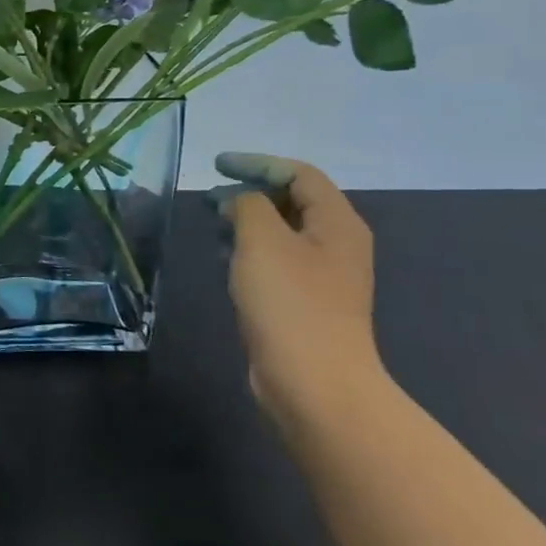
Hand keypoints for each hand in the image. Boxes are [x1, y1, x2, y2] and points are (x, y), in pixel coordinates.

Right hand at [212, 152, 384, 418]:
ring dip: (245, 221)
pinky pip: (275, 261)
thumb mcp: (262, 240)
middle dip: (249, 192)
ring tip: (211, 225)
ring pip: (281, 232)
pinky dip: (248, 250)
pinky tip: (223, 260)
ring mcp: (322, 276)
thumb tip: (240, 202)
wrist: (313, 382)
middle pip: (293, 201)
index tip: (215, 166)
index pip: (299, 174)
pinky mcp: (304, 302)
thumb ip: (248, 205)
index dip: (257, 163)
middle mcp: (335, 244)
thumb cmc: (289, 303)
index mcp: (336, 223)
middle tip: (209, 197)